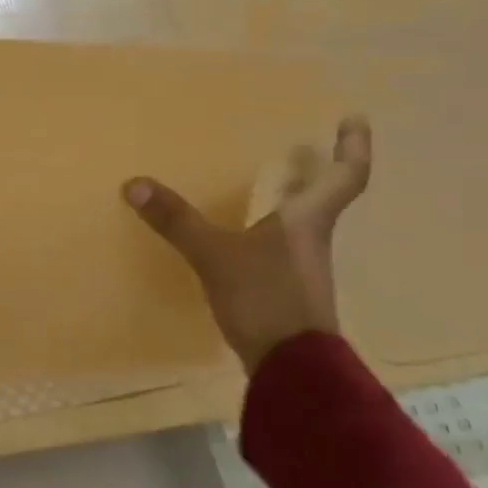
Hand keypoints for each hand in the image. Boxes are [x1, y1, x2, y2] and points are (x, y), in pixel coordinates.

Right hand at [122, 116, 371, 373]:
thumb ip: (177, 220)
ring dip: (293, 198)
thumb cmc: (265, 300)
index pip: (345, 176)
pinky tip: (246, 233)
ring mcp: (302, 267)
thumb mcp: (215, 256)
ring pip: (303, 222)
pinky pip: (282, 246)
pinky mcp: (287, 291)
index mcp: (308, 221)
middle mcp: (312, 238)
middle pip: (324, 197)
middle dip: (317, 169)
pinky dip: (270, 228)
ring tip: (270, 181)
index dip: (353, 146)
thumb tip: (134, 183)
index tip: (352, 119)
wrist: (292, 368)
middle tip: (303, 145)